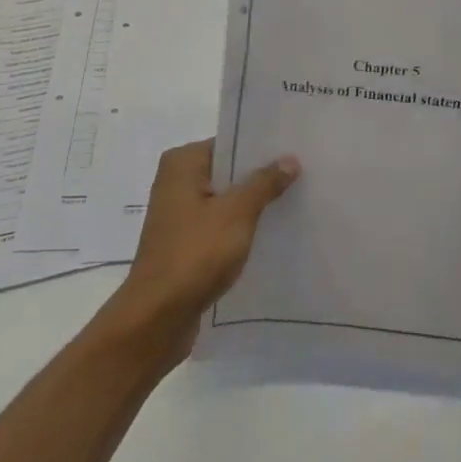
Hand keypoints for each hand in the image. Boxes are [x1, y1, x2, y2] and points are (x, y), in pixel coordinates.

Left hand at [104, 139, 299, 364]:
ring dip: (252, 206)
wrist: (157, 317)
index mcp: (182, 163)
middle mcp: (176, 182)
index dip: (261, 149)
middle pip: (227, 172)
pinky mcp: (184, 244)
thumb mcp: (236, 214)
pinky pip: (219, 226)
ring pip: (225, 201)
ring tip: (294, 203)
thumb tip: (289, 159)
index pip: (229, 144)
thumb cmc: (195, 254)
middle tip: (303, 176)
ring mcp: (179, 215)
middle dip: (260, 177)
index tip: (295, 150)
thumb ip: (263, 184)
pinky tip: (270, 235)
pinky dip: (240, 229)